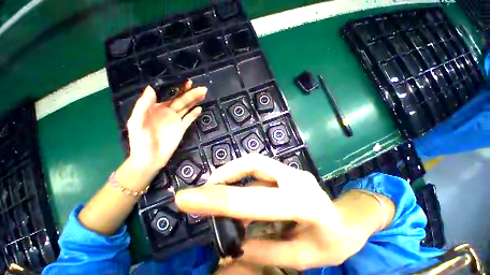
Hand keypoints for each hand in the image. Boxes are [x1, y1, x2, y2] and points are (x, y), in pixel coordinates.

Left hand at [127, 80, 205, 172]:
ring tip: (203, 94)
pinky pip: (189, 119)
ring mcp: (176, 120)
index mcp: (156, 108)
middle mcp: (168, 112)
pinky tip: (200, 109)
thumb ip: (143, 106)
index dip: (177, 88)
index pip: (169, 95)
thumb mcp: (137, 122)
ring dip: (195, 101)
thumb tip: (151, 88)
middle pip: (181, 100)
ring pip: (187, 108)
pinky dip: (194, 114)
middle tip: (202, 88)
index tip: (186, 81)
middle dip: (191, 93)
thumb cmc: (140, 141)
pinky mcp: (182, 129)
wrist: (149, 159)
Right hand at [175, 154, 361, 269]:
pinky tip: (238, 194)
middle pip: (253, 163)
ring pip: (254, 162)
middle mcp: (296, 178)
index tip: (188, 199)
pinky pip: (259, 170)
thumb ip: (264, 251)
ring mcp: (292, 171)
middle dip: (225, 173)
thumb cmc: (331, 242)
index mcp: (305, 204)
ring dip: (232, 174)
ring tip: (217, 192)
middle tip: (204, 189)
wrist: (347, 220)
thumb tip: (230, 249)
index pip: (257, 200)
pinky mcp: (286, 170)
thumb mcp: (301, 258)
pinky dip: (242, 178)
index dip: (221, 199)